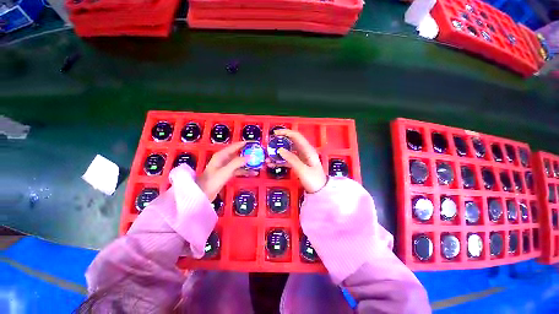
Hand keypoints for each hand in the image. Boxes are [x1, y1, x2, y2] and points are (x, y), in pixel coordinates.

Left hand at [196, 142, 254, 200]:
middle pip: (238, 153)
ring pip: (239, 162)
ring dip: (248, 163)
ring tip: (257, 163)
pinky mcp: (227, 173)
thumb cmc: (212, 181)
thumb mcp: (225, 171)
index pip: (234, 146)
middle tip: (258, 153)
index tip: (253, 142)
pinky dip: (245, 171)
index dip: (243, 143)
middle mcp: (224, 159)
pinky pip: (238, 170)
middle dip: (247, 153)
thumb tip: (249, 156)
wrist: (203, 193)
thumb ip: (237, 163)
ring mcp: (226, 167)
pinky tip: (253, 173)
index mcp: (221, 155)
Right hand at [271, 129, 326, 192]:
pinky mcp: (298, 164)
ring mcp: (301, 158)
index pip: (296, 136)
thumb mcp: (302, 170)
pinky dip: (280, 161)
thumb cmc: (313, 180)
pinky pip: (287, 160)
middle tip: (270, 143)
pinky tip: (272, 164)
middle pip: (291, 142)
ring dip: (278, 153)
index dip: (286, 132)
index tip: (275, 133)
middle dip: (280, 141)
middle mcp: (304, 151)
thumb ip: (291, 159)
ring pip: (288, 151)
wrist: (320, 192)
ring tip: (268, 156)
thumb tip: (280, 150)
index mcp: (307, 150)